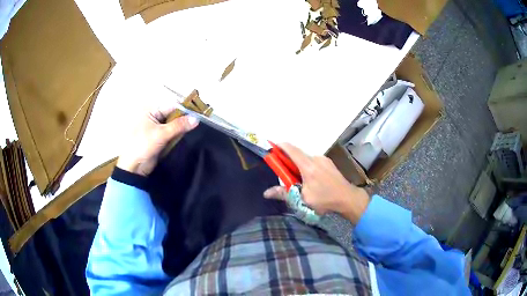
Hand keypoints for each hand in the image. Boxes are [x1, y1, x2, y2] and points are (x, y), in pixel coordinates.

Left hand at [117, 106, 198, 175]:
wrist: (134, 167)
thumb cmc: (143, 145)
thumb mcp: (161, 133)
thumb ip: (179, 125)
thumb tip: (196, 119)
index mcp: (151, 111)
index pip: (171, 106)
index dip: (184, 109)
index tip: (198, 113)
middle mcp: (154, 118)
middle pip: (173, 115)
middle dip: (184, 119)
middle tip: (199, 122)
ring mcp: (157, 129)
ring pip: (173, 125)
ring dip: (182, 128)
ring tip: (195, 129)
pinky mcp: (160, 139)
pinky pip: (172, 134)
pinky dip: (178, 135)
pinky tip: (187, 136)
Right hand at [263, 143, 369, 223]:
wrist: (348, 199)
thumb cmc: (325, 200)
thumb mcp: (303, 200)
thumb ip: (284, 194)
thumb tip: (266, 193)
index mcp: (308, 166)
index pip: (291, 150)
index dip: (280, 146)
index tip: (272, 147)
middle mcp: (316, 158)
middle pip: (297, 154)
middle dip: (288, 161)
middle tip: (284, 174)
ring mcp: (324, 160)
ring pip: (306, 159)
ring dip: (299, 166)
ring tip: (300, 181)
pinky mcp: (329, 163)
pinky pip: (314, 161)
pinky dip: (308, 167)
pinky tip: (312, 180)